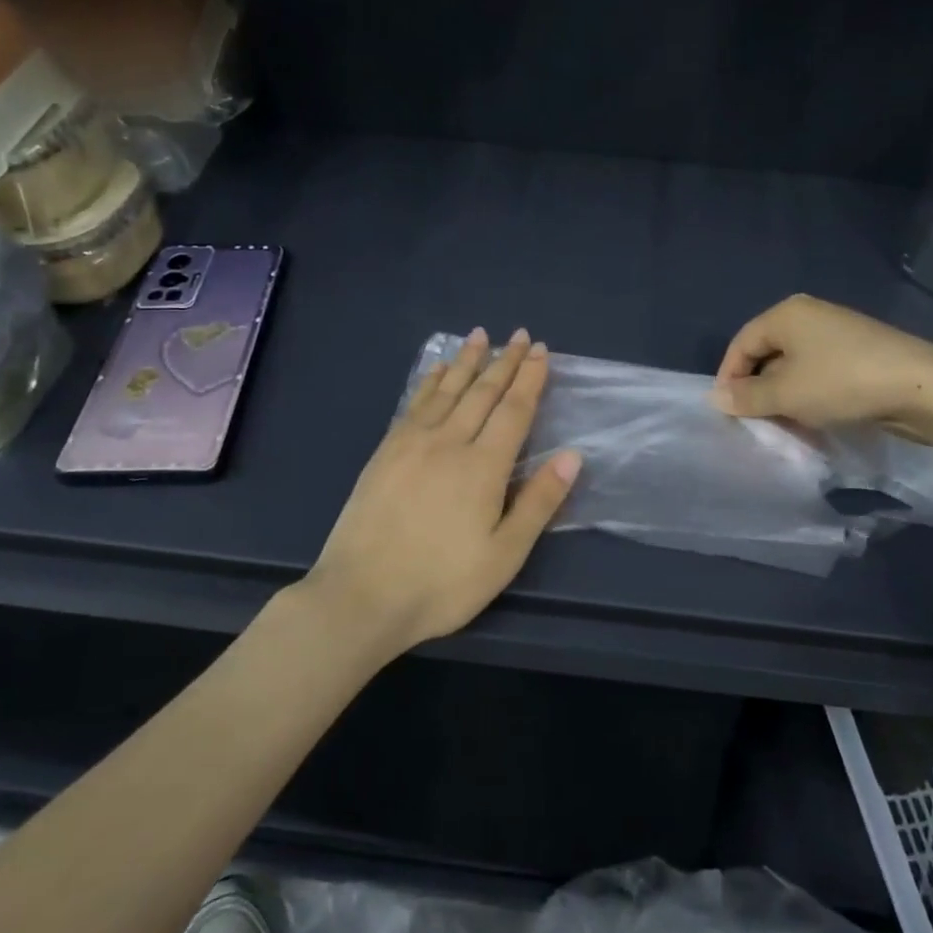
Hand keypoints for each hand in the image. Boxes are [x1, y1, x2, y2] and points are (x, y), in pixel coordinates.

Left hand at [305, 329, 580, 654]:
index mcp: (483, 466)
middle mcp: (449, 441)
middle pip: (482, 392)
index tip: (541, 351)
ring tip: (481, 335)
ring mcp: (412, 443)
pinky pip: (415, 403)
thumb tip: (573, 455)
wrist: (360, 596)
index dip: (530, 378)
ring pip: (447, 389)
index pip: (514, 410)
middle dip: (505, 361)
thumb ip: (539, 502)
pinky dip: (431, 380)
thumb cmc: (441, 583)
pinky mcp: (385, 451)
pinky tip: (437, 370)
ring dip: (467, 360)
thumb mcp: (504, 554)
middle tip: (520, 335)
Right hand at [712, 294, 932, 438]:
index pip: (741, 344)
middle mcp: (809, 315)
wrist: (922, 387)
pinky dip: (810, 395)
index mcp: (786, 314)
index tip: (727, 412)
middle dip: (758, 390)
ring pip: (794, 366)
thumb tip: (715, 397)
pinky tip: (816, 419)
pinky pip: (819, 372)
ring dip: (784, 397)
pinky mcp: (859, 353)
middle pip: (767, 353)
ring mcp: (837, 333)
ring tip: (786, 426)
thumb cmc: (841, 383)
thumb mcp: (786, 394)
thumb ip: (746, 397)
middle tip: (756, 422)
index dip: (728, 377)